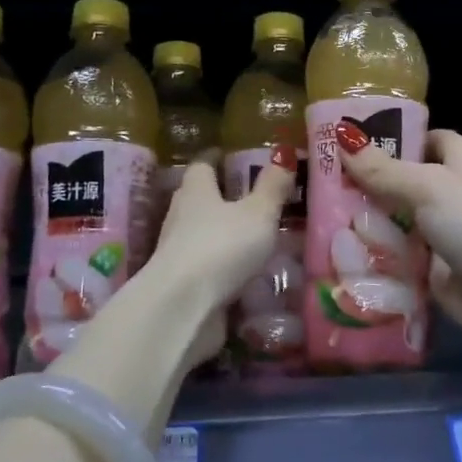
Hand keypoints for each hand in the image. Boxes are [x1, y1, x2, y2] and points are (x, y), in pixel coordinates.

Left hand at [147, 147, 297, 364]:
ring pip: (200, 234)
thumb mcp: (258, 213)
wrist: (181, 308)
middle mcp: (181, 217)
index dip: (215, 160)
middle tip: (249, 197)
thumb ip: (272, 186)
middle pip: (198, 199)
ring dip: (221, 234)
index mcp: (196, 192)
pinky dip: (221, 267)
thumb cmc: (221, 247)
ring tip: (253, 237)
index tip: (227, 156)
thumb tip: (284, 153)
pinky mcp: (181, 285)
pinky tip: (243, 274)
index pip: (202, 167)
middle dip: (219, 197)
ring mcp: (177, 253)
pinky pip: (205, 268)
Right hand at [337, 127, 461, 380]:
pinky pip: (394, 260)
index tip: (347, 141)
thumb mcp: (430, 188)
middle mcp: (448, 195)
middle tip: (314, 182)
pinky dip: (371, 260)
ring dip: (361, 224)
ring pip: (392, 222)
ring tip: (311, 219)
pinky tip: (332, 257)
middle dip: (362, 184)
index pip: (422, 139)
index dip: (391, 137)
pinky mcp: (431, 273)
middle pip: (399, 182)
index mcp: (457, 163)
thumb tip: (342, 136)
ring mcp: (439, 236)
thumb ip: (384, 168)